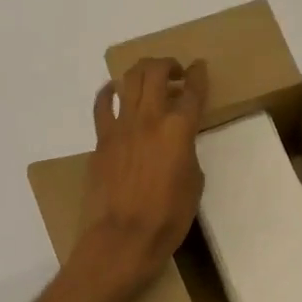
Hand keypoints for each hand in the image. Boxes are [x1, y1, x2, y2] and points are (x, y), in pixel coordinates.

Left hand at [75, 57, 208, 295]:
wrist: (122, 237)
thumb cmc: (168, 217)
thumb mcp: (194, 183)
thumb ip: (188, 152)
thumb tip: (178, 143)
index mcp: (179, 129)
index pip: (193, 91)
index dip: (198, 75)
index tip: (200, 67)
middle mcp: (150, 118)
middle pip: (156, 72)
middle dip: (168, 64)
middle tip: (175, 72)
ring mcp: (121, 126)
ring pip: (129, 80)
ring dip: (142, 71)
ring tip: (150, 77)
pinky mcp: (101, 139)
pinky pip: (102, 105)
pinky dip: (109, 91)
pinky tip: (114, 90)